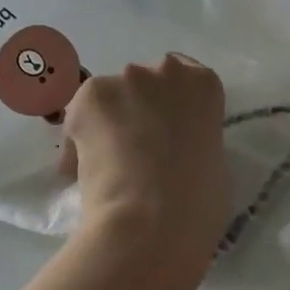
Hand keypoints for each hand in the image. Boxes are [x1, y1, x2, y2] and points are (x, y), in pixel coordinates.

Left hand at [63, 54, 228, 266]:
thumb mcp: (212, 162)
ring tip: (105, 165)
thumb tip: (173, 152)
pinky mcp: (91, 95)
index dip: (168, 105)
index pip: (184, 76)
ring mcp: (127, 79)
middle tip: (133, 149)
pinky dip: (77, 142)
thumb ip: (193, 141)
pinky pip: (79, 117)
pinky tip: (82, 173)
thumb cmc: (198, 201)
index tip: (163, 129)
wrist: (154, 218)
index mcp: (204, 85)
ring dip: (106, 124)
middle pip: (145, 83)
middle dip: (136, 110)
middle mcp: (167, 71)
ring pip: (109, 99)